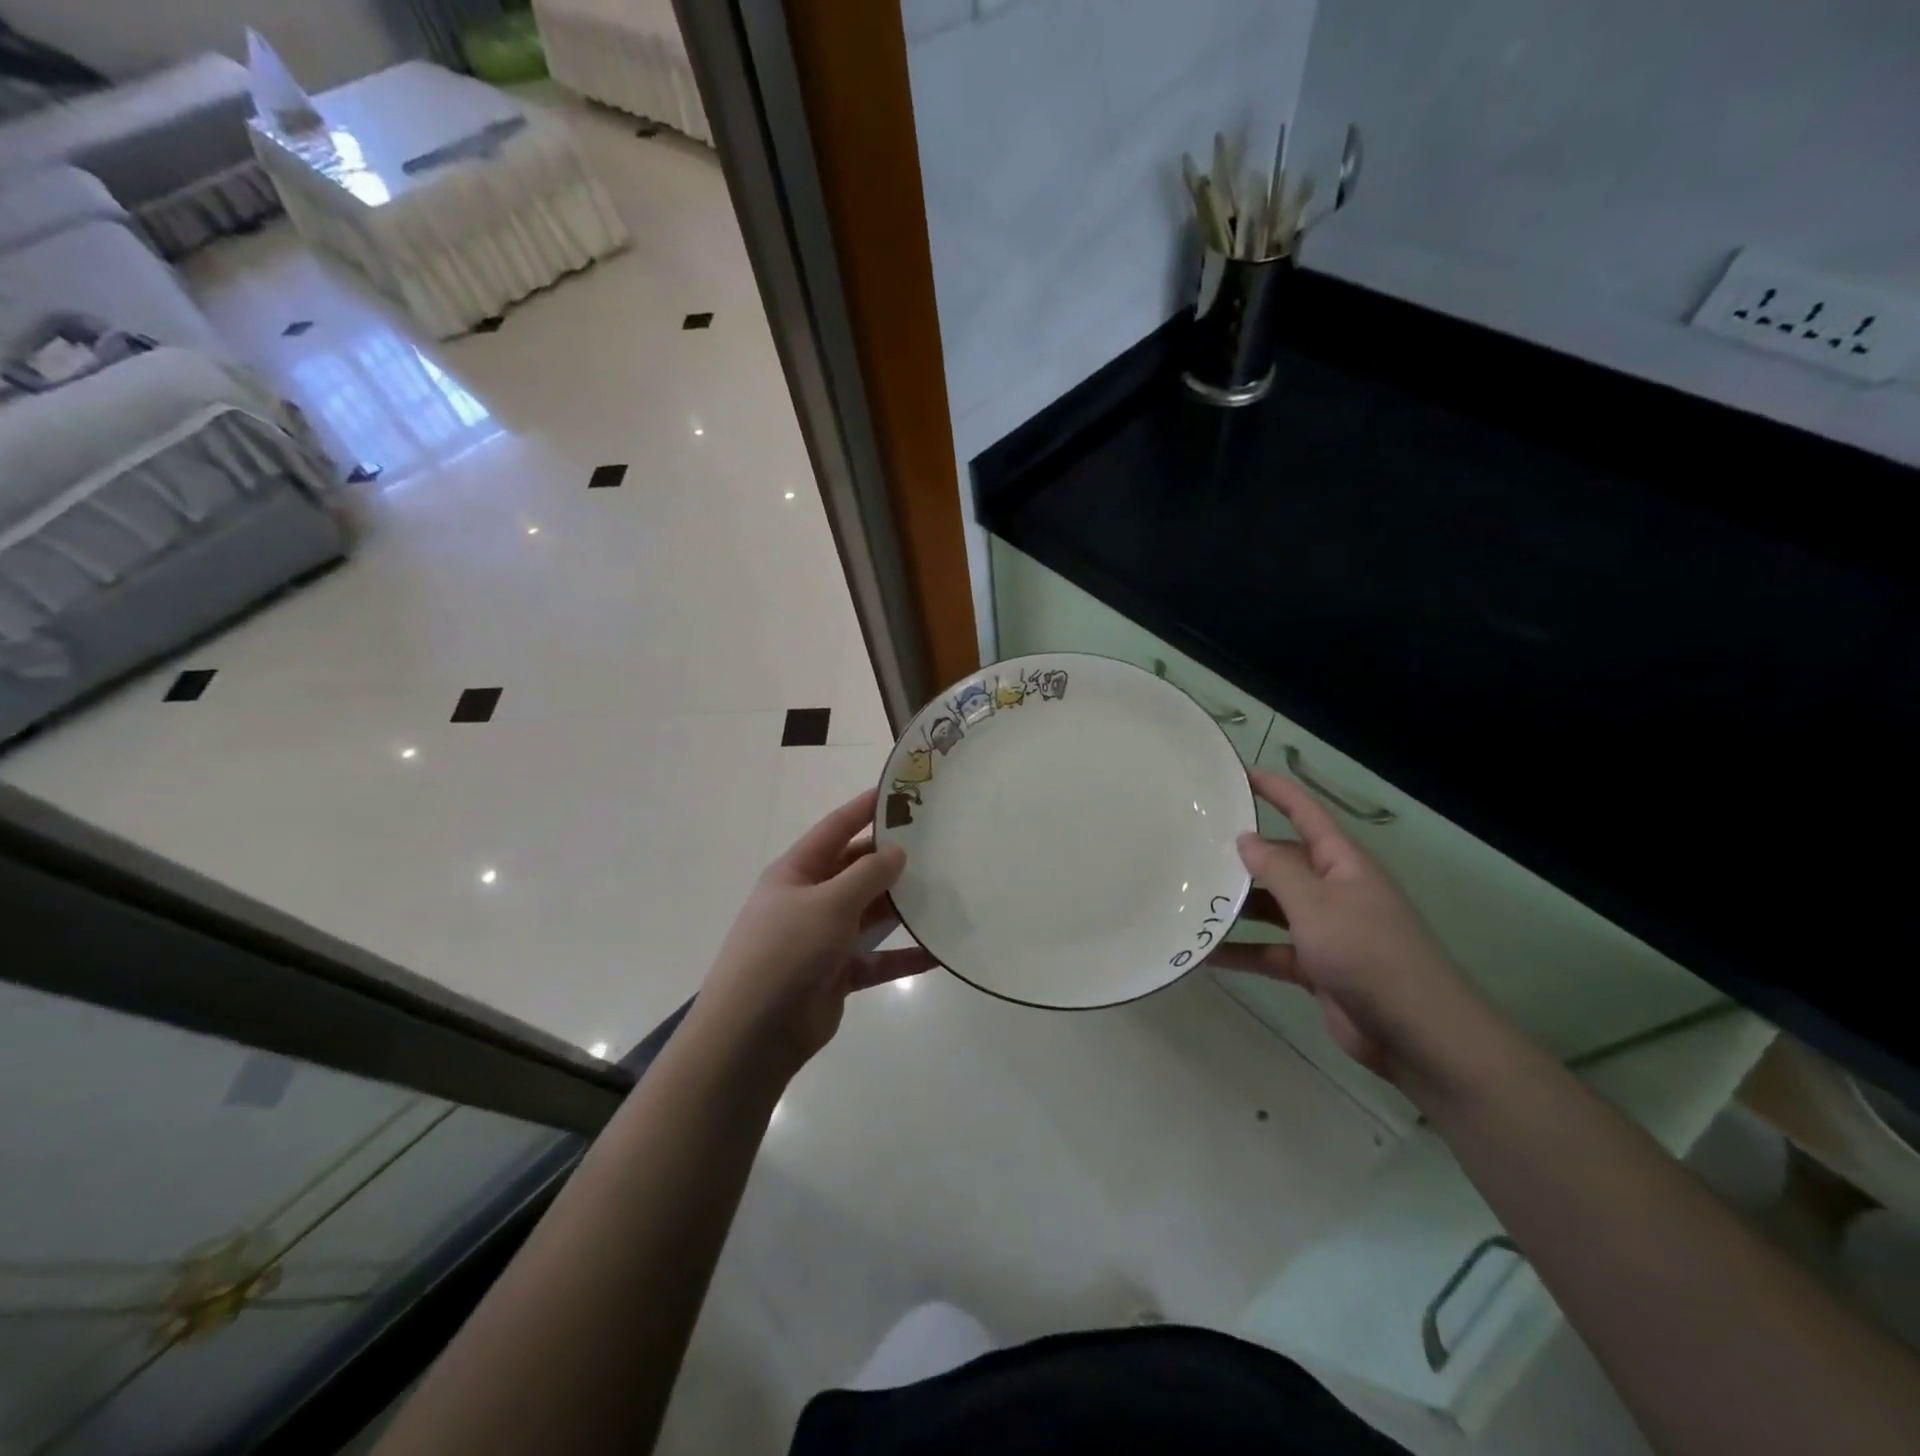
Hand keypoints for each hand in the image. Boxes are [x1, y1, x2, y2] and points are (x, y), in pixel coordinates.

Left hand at [690, 789, 935, 1075]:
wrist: (753, 1035)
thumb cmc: (786, 952)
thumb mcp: (828, 904)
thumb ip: (867, 875)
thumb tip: (897, 852)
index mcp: (796, 872)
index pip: (835, 829)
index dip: (865, 808)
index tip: (900, 792)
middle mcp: (810, 900)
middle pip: (856, 870)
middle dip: (892, 859)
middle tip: (937, 843)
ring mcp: (824, 939)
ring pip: (870, 913)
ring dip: (902, 906)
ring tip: (946, 891)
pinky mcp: (837, 973)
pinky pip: (877, 959)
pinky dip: (903, 955)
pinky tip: (938, 951)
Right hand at [1212, 770, 1485, 1083]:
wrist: (1416, 1034)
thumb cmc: (1367, 953)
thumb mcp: (1316, 904)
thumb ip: (1277, 869)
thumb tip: (1245, 838)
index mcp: (1342, 863)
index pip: (1306, 814)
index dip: (1276, 791)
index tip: (1238, 774)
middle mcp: (1334, 889)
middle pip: (1282, 861)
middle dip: (1243, 855)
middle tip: (1193, 846)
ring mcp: (1325, 929)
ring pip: (1272, 906)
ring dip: (1236, 906)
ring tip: (1189, 898)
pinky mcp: (1316, 966)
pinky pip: (1270, 949)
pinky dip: (1242, 950)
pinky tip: (1205, 953)